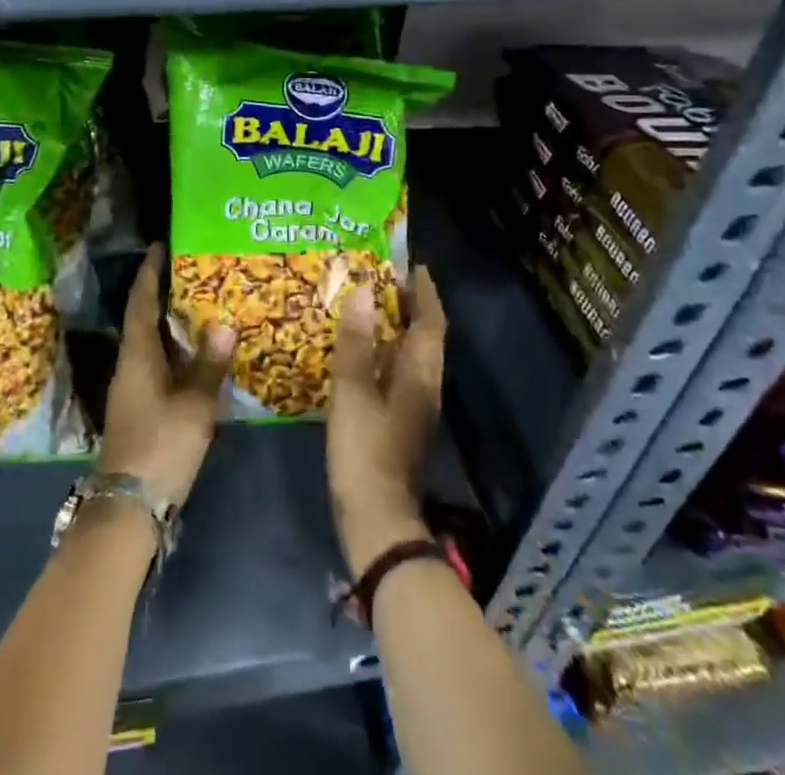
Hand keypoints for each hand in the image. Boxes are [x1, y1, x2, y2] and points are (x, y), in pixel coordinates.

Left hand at [97, 245, 236, 506]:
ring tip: (197, 301)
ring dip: (168, 320)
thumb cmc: (161, 445)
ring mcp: (132, 387)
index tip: (159, 246)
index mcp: (138, 355)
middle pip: (143, 318)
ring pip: (150, 341)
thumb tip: (225, 321)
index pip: (141, 302)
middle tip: (189, 269)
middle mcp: (130, 364)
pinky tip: (194, 351)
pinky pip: (156, 361)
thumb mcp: (194, 405)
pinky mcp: (140, 405)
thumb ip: (210, 363)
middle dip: (161, 291)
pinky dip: (173, 347)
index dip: (149, 273)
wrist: (130, 504)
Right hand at [328, 262, 445, 574]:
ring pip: (410, 355)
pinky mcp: (399, 423)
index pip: (431, 321)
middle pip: (424, 336)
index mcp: (420, 374)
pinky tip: (357, 351)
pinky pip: (396, 372)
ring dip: (394, 328)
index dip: (424, 291)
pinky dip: (382, 352)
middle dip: (409, 305)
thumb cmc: (365, 449)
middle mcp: (425, 386)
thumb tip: (363, 291)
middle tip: (380, 278)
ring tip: (366, 305)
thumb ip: (356, 341)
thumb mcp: (353, 390)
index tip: (411, 264)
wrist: (377, 519)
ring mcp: (414, 407)